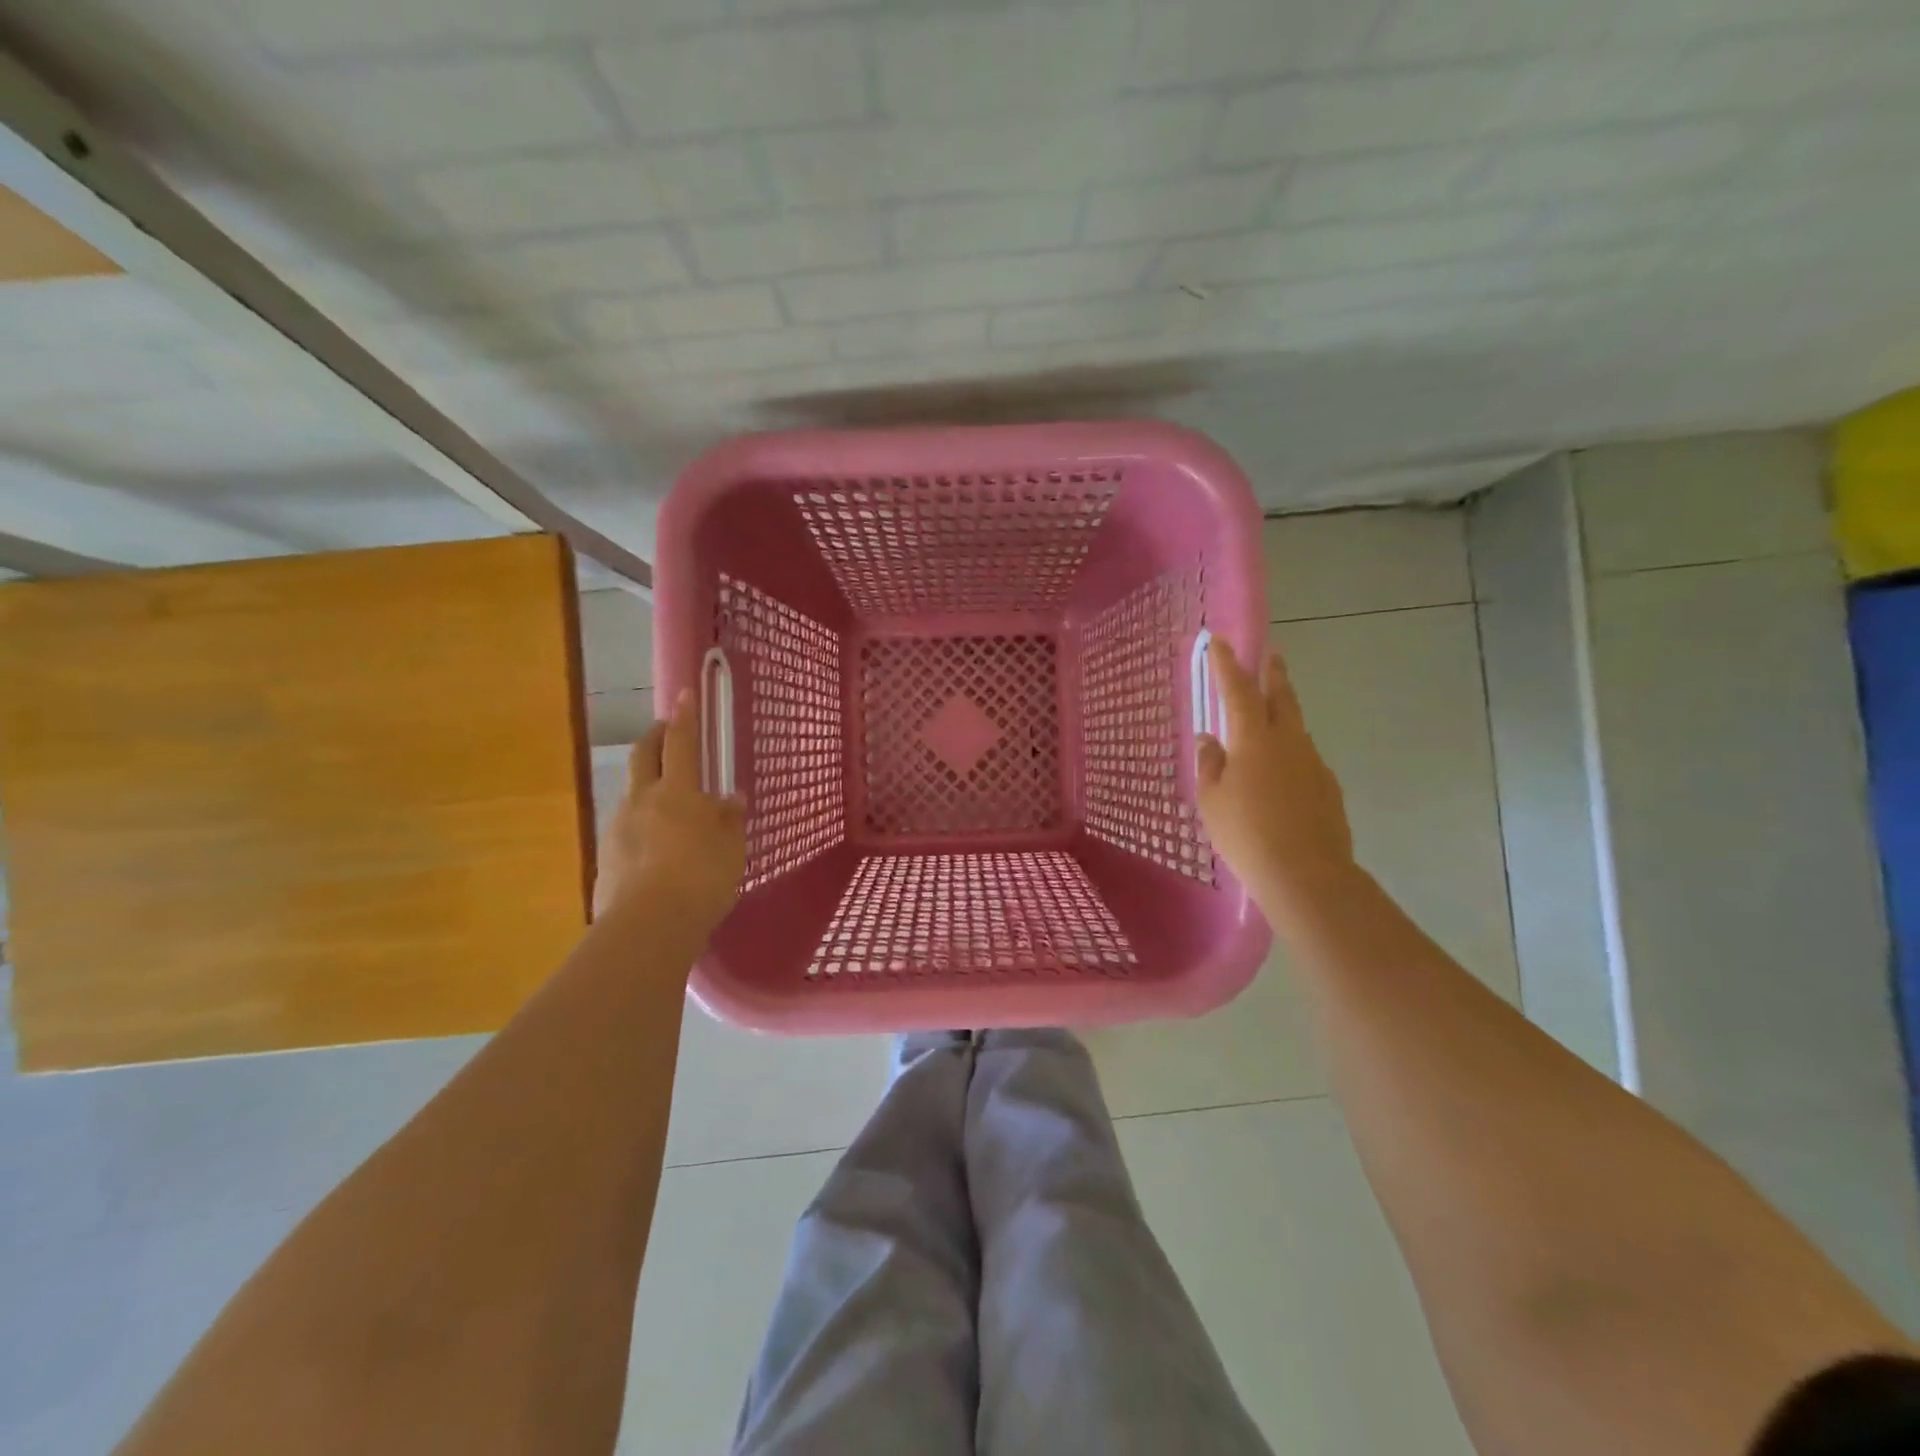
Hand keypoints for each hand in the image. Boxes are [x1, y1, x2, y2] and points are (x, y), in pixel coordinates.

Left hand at [593, 688, 745, 930]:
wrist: (649, 924)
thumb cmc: (702, 878)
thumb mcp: (731, 848)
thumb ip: (729, 820)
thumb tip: (731, 799)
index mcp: (678, 791)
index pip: (682, 742)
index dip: (685, 716)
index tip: (685, 693)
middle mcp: (642, 800)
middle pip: (644, 756)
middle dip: (654, 737)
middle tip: (664, 730)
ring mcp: (618, 828)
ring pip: (631, 793)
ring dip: (646, 785)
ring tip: (666, 802)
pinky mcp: (605, 858)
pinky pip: (625, 830)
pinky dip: (640, 826)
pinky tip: (653, 847)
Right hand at [1195, 637, 1355, 909]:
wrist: (1306, 874)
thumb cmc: (1246, 834)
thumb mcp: (1212, 800)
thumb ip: (1210, 765)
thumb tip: (1209, 740)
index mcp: (1254, 739)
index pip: (1238, 691)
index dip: (1227, 665)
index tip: (1219, 642)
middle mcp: (1288, 741)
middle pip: (1282, 697)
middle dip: (1273, 673)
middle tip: (1270, 654)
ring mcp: (1313, 762)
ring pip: (1296, 726)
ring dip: (1284, 712)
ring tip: (1271, 714)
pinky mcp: (1328, 786)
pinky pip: (1304, 757)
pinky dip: (1291, 751)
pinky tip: (1281, 772)